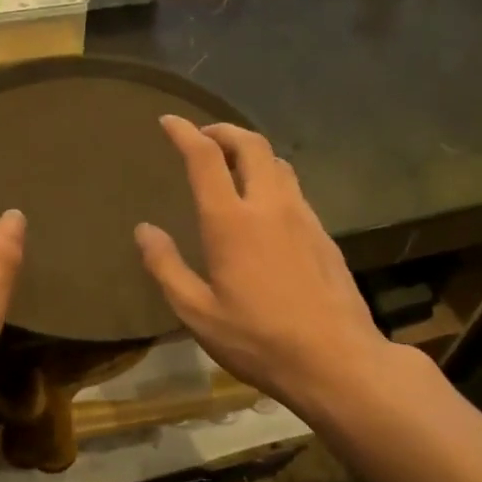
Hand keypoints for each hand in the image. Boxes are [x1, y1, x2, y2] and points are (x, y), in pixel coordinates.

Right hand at [135, 118, 394, 416]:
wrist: (337, 360)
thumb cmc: (258, 340)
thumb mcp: (197, 313)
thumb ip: (166, 267)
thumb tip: (144, 230)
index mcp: (231, 222)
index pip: (205, 158)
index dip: (185, 133)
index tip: (169, 121)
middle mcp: (270, 206)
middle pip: (251, 145)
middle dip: (224, 131)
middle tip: (204, 136)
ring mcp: (303, 217)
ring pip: (278, 163)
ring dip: (251, 152)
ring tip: (232, 164)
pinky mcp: (324, 234)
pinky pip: (294, 189)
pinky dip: (272, 179)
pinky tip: (265, 206)